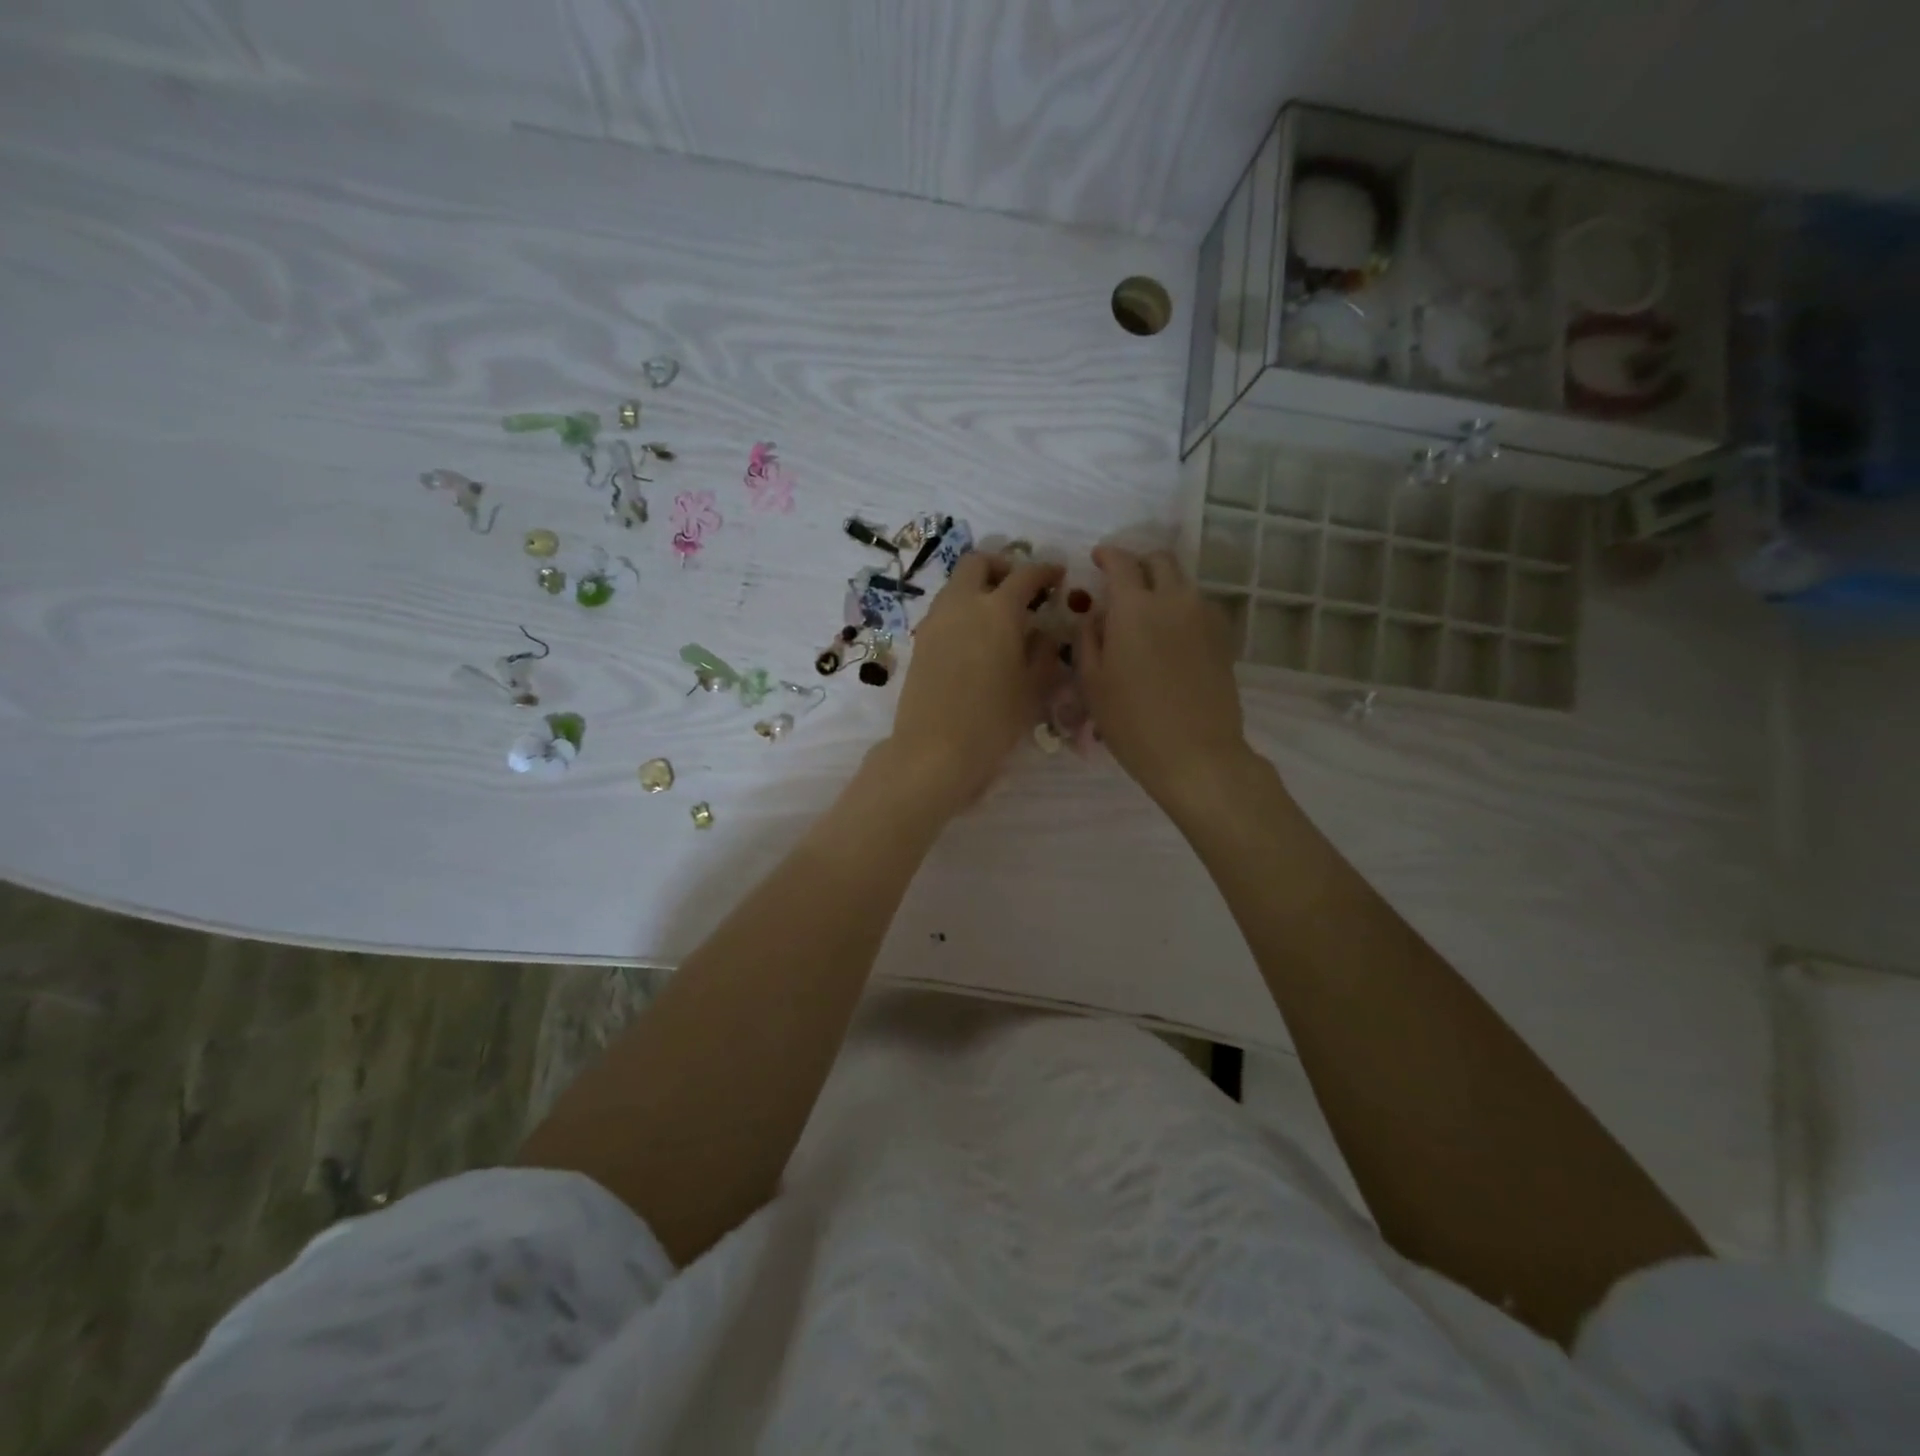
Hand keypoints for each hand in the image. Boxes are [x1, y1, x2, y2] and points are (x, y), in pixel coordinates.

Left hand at [881, 552, 1066, 817]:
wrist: (935, 751)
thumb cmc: (994, 721)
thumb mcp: (1033, 688)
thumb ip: (1044, 652)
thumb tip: (1044, 632)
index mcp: (997, 610)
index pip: (1025, 575)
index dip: (1045, 571)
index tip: (1058, 576)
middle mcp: (962, 605)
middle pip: (978, 563)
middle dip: (1001, 567)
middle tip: (1020, 590)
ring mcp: (935, 621)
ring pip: (956, 585)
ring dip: (978, 588)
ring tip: (999, 618)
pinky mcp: (920, 642)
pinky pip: (944, 611)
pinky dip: (962, 611)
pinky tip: (976, 641)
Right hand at [1079, 546, 1251, 810]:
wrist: (1196, 754)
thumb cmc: (1132, 722)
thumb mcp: (1092, 682)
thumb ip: (1088, 639)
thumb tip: (1095, 615)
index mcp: (1134, 608)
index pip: (1121, 562)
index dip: (1107, 555)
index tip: (1097, 559)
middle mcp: (1173, 600)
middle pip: (1160, 560)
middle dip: (1138, 563)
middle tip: (1121, 583)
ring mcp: (1204, 617)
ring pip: (1182, 582)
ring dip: (1161, 585)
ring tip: (1144, 613)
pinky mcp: (1223, 638)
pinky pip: (1198, 606)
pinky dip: (1180, 607)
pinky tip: (1169, 634)